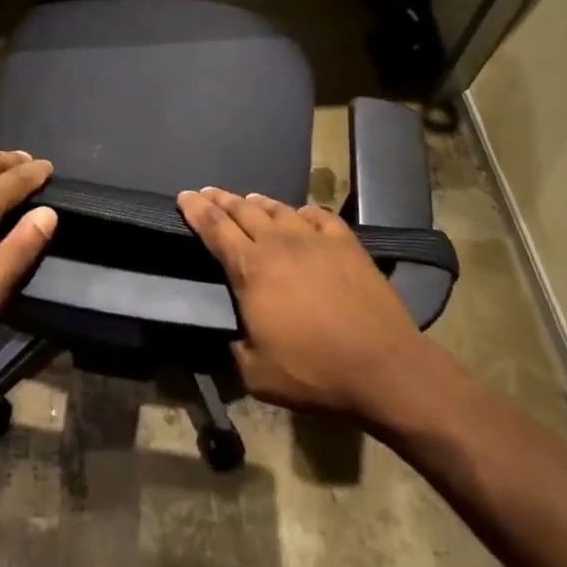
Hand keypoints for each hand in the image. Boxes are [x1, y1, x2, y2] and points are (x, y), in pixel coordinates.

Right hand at [178, 187, 420, 420]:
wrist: (382, 366)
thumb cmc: (314, 370)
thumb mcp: (256, 374)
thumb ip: (235, 348)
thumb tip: (232, 334)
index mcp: (250, 268)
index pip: (215, 228)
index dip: (196, 210)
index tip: (184, 196)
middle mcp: (278, 242)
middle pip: (242, 210)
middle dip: (220, 199)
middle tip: (207, 192)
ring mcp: (314, 238)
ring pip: (278, 208)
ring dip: (258, 202)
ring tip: (248, 198)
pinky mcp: (346, 243)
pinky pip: (318, 216)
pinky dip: (302, 212)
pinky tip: (300, 214)